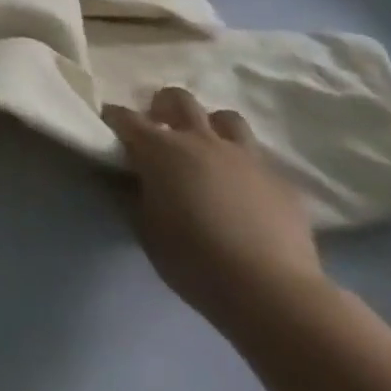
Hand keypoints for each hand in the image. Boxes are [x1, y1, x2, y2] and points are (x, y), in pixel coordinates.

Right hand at [103, 87, 327, 330]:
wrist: (272, 292)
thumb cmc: (194, 260)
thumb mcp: (145, 229)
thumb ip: (134, 193)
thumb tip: (130, 177)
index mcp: (160, 149)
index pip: (124, 117)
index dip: (113, 119)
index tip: (109, 129)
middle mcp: (201, 140)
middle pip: (178, 99)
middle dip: (163, 107)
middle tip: (159, 129)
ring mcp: (246, 157)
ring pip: (226, 118)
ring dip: (211, 127)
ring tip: (206, 151)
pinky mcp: (281, 181)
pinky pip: (258, 158)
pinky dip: (244, 165)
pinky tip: (243, 190)